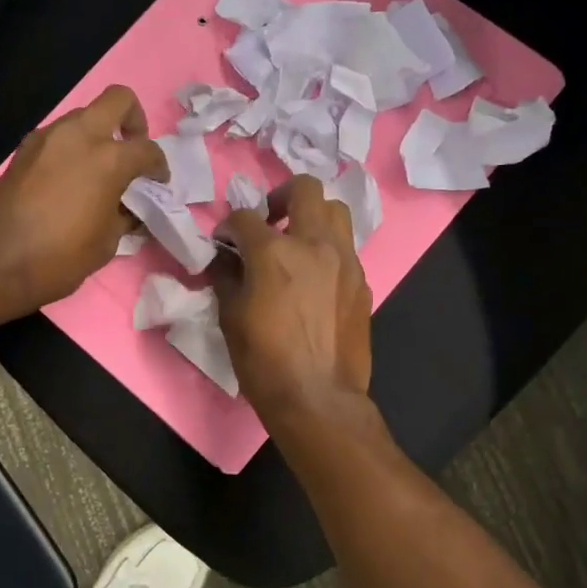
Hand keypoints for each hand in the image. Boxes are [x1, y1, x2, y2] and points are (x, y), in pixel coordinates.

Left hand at [0, 85, 168, 313]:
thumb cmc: (60, 258)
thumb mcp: (107, 243)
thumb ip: (123, 216)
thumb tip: (129, 209)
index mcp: (108, 159)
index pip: (147, 149)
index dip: (159, 166)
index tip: (158, 182)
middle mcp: (79, 136)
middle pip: (117, 99)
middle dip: (133, 119)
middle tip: (132, 148)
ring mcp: (46, 138)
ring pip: (82, 116)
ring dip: (97, 134)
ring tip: (98, 170)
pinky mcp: (23, 150)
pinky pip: (58, 137)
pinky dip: (71, 149)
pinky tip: (70, 180)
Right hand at [215, 176, 373, 428]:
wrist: (317, 397)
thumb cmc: (264, 361)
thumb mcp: (231, 317)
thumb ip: (226, 276)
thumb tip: (226, 258)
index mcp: (274, 252)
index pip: (245, 217)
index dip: (228, 226)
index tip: (224, 242)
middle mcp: (314, 245)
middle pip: (305, 189)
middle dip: (281, 197)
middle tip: (270, 221)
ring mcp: (345, 261)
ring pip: (336, 211)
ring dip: (313, 217)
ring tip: (298, 242)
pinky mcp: (362, 281)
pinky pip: (346, 248)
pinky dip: (327, 250)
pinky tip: (315, 278)